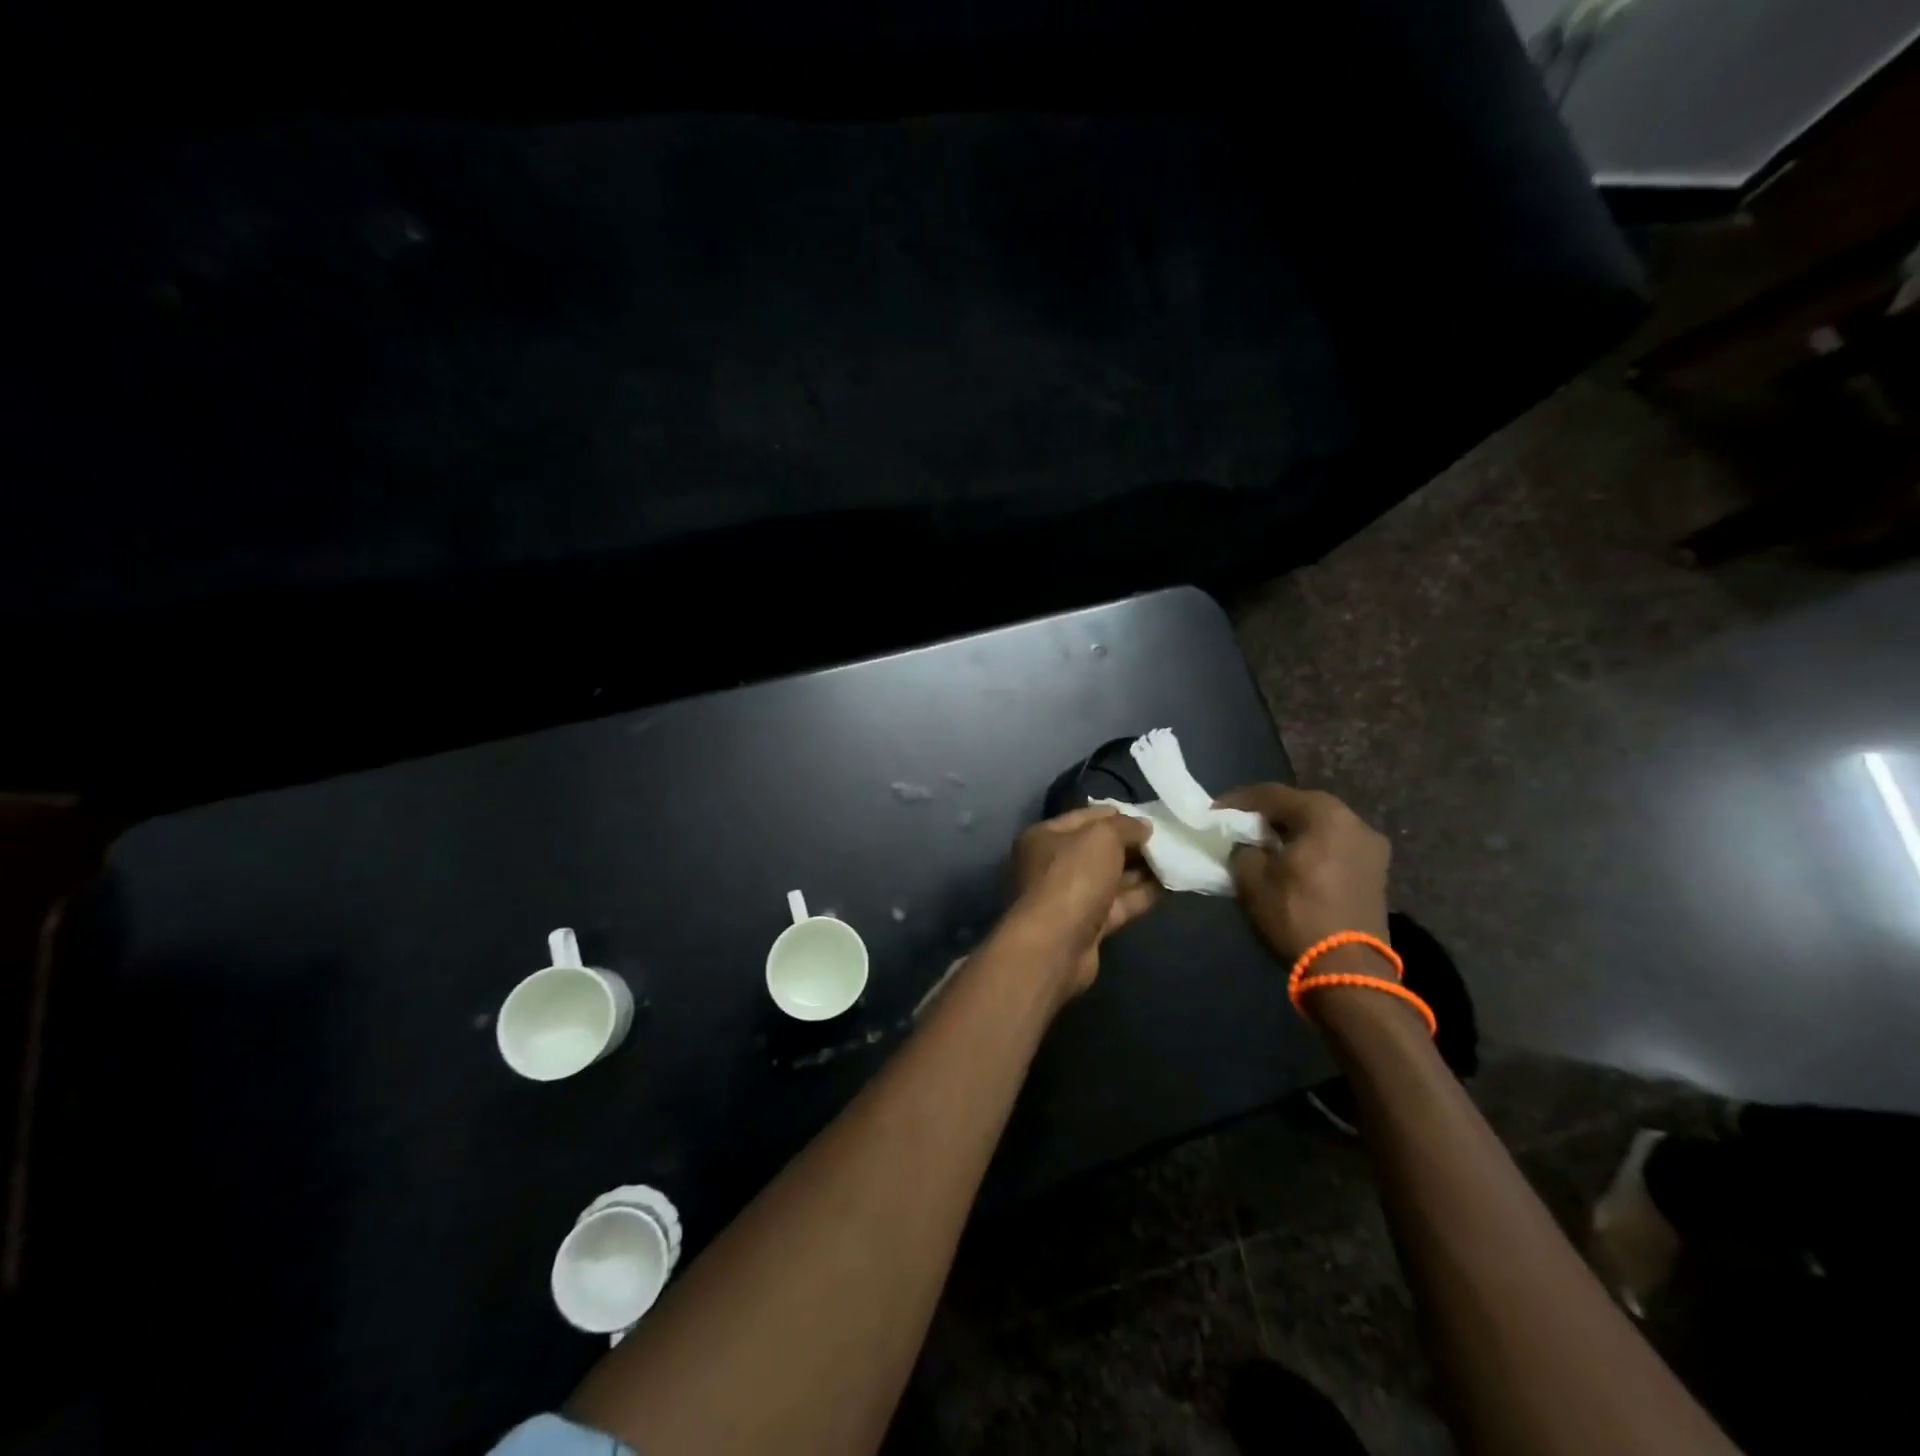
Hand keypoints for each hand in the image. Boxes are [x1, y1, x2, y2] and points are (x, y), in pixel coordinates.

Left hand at [1009, 807, 1158, 996]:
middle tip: (1169, 839)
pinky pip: (1119, 904)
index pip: (1085, 817)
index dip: (1117, 814)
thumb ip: (1125, 826)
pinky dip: (1141, 895)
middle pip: (1098, 848)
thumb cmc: (1072, 878)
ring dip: (1141, 870)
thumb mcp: (1101, 837)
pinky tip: (1170, 886)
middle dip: (1132, 844)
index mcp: (1045, 837)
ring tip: (1177, 860)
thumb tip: (1143, 826)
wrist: (1055, 944)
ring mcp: (1070, 897)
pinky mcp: (1087, 925)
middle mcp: (1053, 865)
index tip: (1150, 816)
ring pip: (1111, 878)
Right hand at [1215, 784, 1390, 970]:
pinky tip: (1289, 861)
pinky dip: (1310, 847)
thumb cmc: (1296, 915)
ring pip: (1320, 827)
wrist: (1348, 970)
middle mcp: (1354, 821)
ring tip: (1262, 844)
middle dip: (1267, 814)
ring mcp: (1371, 847)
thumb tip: (1246, 843)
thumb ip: (1243, 848)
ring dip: (1290, 831)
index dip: (1238, 801)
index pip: (1272, 794)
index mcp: (1325, 815)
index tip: (1213, 812)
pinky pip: (1334, 846)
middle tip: (1238, 825)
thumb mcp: (1252, 878)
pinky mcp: (1375, 872)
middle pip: (1300, 806)